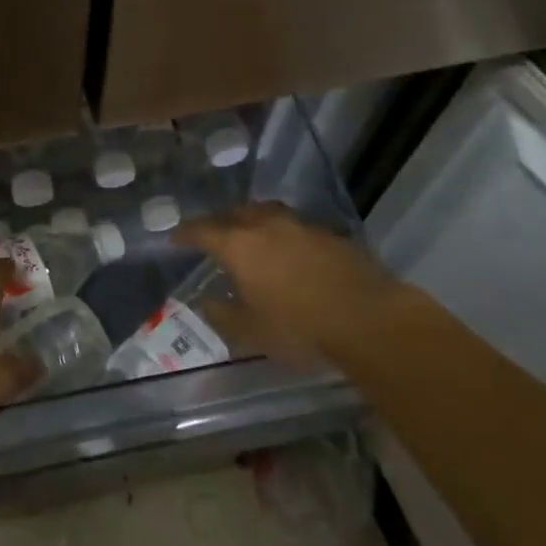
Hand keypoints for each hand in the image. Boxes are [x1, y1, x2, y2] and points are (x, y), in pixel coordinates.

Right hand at [175, 204, 405, 371]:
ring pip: (269, 214)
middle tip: (213, 233)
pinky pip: (296, 227)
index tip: (175, 237)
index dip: (186, 233)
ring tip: (250, 234)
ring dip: (254, 220)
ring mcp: (303, 227)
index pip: (203, 230)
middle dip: (220, 221)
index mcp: (240, 246)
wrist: (370, 321)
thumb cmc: (299, 329)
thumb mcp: (250, 332)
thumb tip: (208, 301)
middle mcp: (268, 226)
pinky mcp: (331, 236)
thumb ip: (222, 314)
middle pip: (237, 213)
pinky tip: (288, 250)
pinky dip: (283, 234)